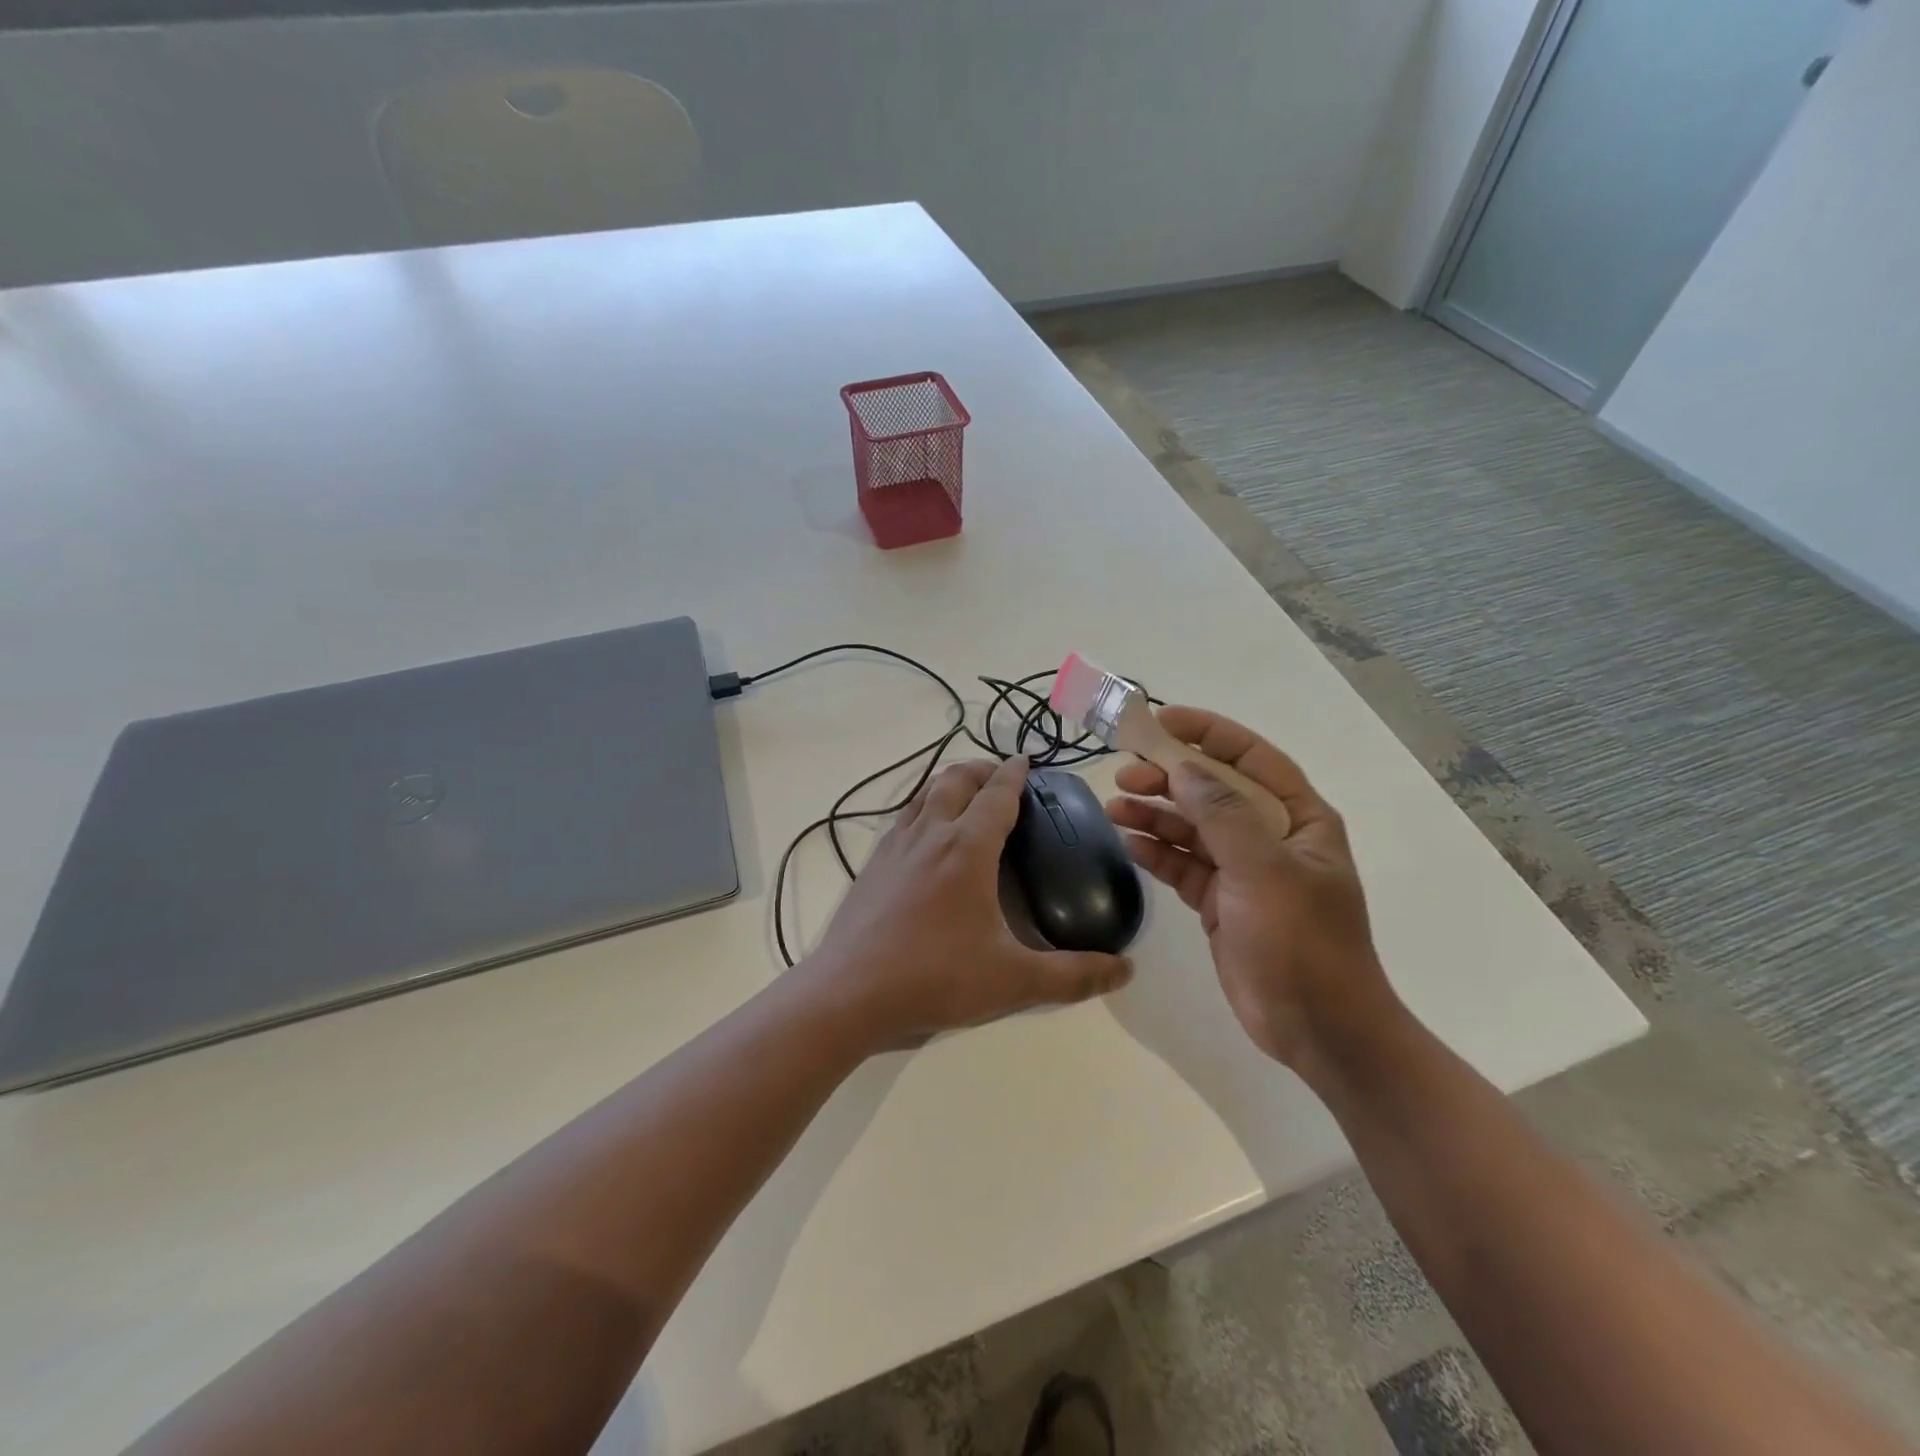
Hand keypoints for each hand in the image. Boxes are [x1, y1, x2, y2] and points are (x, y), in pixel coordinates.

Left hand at [803, 756, 1132, 1049]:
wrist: (849, 993)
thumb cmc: (935, 977)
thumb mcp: (1014, 982)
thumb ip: (1072, 976)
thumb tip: (1125, 969)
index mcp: (967, 849)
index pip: (997, 795)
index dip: (1014, 774)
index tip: (1026, 761)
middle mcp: (930, 835)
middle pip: (956, 780)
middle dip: (981, 769)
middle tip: (1000, 776)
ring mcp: (894, 847)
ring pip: (923, 794)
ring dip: (948, 783)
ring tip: (964, 794)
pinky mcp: (871, 866)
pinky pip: (901, 819)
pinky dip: (921, 808)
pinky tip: (923, 836)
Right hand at [1106, 707, 1395, 1070]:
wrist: (1318, 1030)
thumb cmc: (1303, 942)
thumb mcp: (1265, 870)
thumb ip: (1223, 815)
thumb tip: (1182, 769)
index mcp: (1299, 818)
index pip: (1251, 757)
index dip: (1208, 733)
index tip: (1162, 720)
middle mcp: (1270, 837)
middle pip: (1213, 791)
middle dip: (1169, 779)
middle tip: (1125, 774)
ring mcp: (1243, 871)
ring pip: (1192, 828)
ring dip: (1155, 815)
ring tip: (1114, 807)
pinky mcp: (1220, 902)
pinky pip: (1182, 865)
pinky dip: (1156, 852)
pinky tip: (1128, 844)